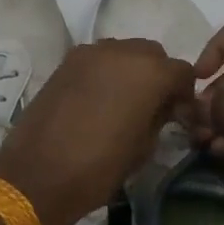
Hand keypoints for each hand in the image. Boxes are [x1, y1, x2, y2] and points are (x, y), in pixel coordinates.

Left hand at [0, 39, 197, 224]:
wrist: (39, 173)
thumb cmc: (100, 167)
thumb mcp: (144, 147)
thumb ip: (160, 117)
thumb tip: (164, 108)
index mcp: (150, 73)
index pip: (182, 71)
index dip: (184, 94)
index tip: (179, 115)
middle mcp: (123, 51)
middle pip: (153, 54)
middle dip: (158, 75)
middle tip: (153, 105)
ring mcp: (91, 53)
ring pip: (123, 51)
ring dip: (131, 70)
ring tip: (123, 100)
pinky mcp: (67, 61)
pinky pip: (98, 59)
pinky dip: (105, 72)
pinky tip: (98, 98)